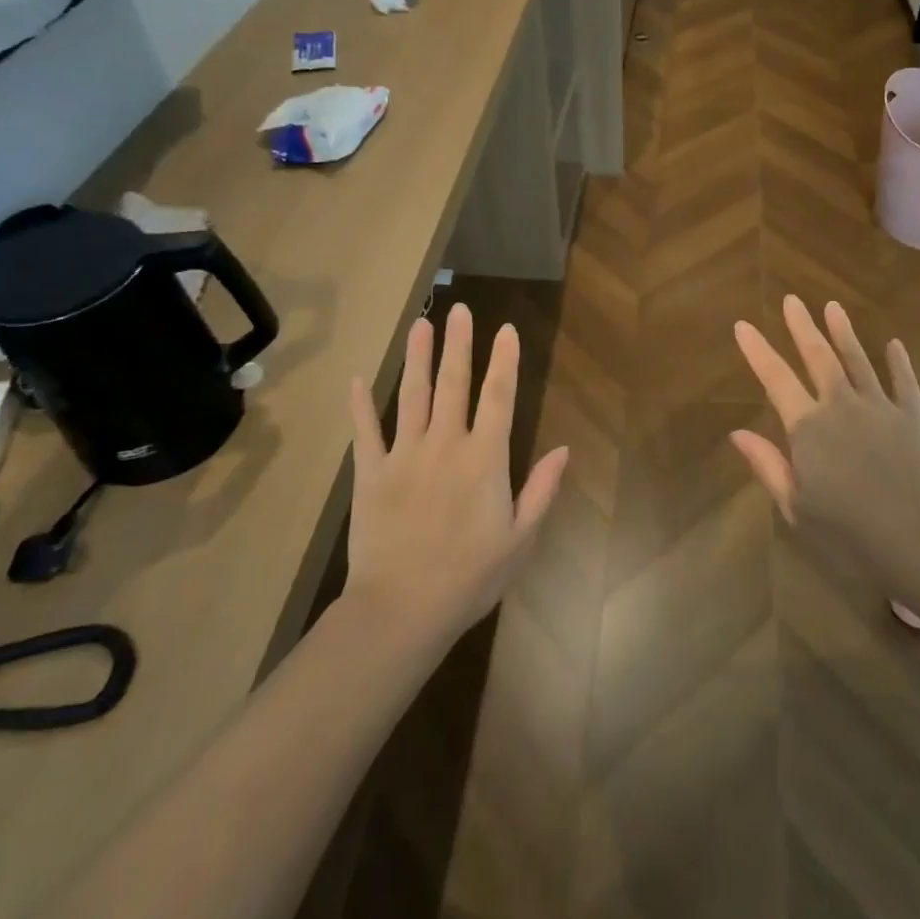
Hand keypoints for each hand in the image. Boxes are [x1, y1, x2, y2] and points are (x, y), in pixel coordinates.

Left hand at [347, 305, 568, 642]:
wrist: (402, 609)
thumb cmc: (470, 576)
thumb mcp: (520, 538)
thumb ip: (541, 489)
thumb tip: (563, 449)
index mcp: (484, 459)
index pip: (499, 398)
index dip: (505, 361)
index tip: (507, 330)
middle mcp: (445, 445)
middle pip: (454, 384)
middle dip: (459, 345)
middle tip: (460, 310)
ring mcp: (404, 456)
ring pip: (412, 396)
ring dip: (417, 358)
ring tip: (421, 324)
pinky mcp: (371, 473)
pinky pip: (365, 431)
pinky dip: (360, 405)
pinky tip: (357, 379)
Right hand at [731, 297, 919, 585]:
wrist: (914, 537)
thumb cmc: (846, 529)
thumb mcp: (795, 504)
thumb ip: (768, 465)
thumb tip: (737, 434)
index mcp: (807, 427)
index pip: (775, 379)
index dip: (757, 351)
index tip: (743, 325)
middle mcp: (840, 405)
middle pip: (818, 357)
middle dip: (802, 327)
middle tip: (792, 300)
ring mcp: (879, 407)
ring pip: (858, 360)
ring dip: (843, 332)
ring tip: (833, 307)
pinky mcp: (912, 416)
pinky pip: (904, 381)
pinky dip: (898, 362)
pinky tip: (894, 344)